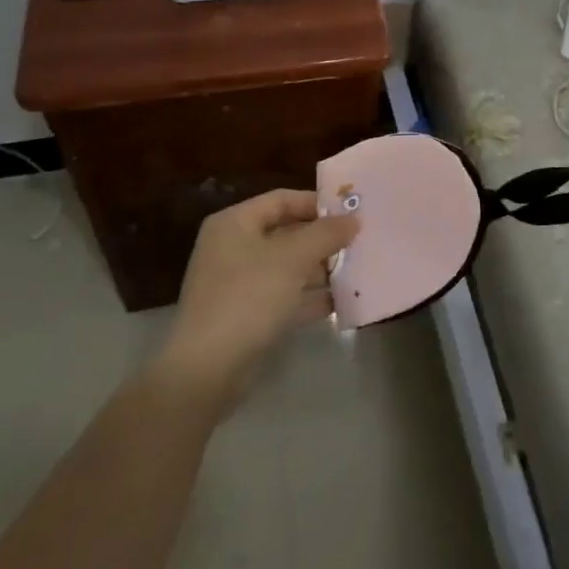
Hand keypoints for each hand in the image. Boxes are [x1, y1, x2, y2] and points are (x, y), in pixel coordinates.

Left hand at [158, 190, 358, 405]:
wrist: (208, 368)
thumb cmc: (249, 297)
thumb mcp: (293, 258)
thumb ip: (326, 234)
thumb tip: (353, 219)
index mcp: (235, 223)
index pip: (282, 199)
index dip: (317, 203)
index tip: (351, 213)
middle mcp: (233, 247)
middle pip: (286, 233)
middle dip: (323, 239)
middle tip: (360, 243)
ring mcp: (238, 284)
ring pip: (288, 267)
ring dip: (321, 269)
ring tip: (358, 271)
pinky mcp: (247, 315)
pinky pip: (284, 296)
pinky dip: (309, 297)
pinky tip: (341, 302)